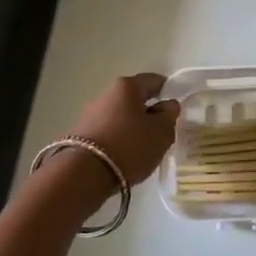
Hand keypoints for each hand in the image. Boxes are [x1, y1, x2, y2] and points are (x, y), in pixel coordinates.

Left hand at [67, 73, 181, 194]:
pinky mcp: (81, 135)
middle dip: (148, 111)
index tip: (175, 106)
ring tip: (143, 147)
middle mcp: (106, 94)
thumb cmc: (130, 146)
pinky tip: (125, 156)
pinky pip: (108, 132)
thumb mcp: (161, 132)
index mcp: (127, 86)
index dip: (167, 90)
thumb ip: (169, 115)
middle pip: (134, 98)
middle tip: (161, 130)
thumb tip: (167, 105)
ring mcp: (90, 115)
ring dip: (132, 127)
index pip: (153, 80)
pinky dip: (119, 139)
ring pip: (120, 116)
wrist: (84, 175)